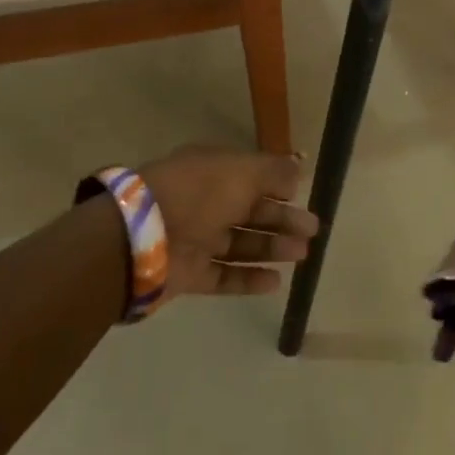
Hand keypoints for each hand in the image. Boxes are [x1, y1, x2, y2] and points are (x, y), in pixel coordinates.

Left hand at [139, 145, 318, 301]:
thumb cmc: (197, 194)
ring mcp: (194, 239)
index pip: (251, 176)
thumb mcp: (243, 171)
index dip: (278, 186)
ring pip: (240, 243)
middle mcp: (203, 203)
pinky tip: (276, 282)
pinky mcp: (188, 274)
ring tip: (302, 254)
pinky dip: (249, 279)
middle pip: (250, 211)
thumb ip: (275, 172)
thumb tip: (298, 173)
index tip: (303, 196)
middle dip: (282, 219)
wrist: (141, 238)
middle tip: (313, 229)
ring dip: (272, 247)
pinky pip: (224, 276)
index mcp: (212, 171)